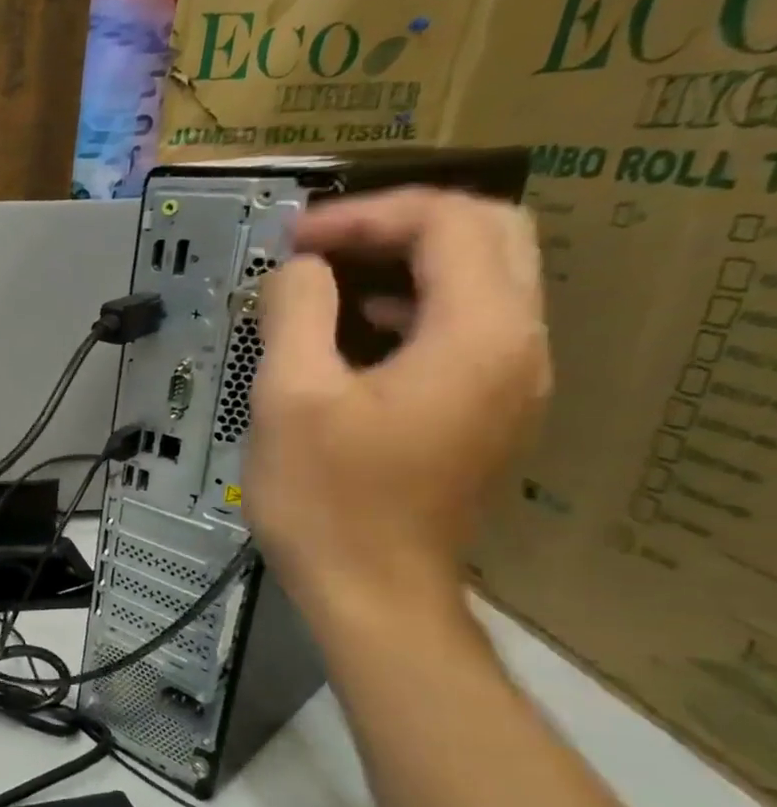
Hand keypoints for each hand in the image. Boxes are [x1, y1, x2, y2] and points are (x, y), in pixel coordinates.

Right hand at [245, 187, 550, 622]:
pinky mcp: (488, 411)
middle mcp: (517, 347)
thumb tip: (296, 269)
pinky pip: (465, 329)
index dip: (366, 215)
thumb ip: (294, 312)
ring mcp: (511, 382)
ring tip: (325, 285)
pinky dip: (410, 310)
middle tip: (319, 247)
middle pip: (486, 238)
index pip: (449, 223)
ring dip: (404, 266)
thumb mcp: (290, 398)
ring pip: (480, 282)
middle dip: (396, 227)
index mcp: (479, 335)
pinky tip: (350, 336)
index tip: (294, 239)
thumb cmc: (327, 499)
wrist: (372, 591)